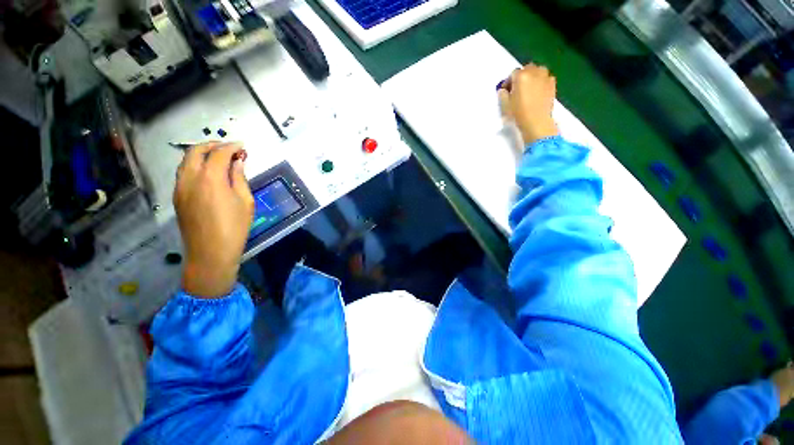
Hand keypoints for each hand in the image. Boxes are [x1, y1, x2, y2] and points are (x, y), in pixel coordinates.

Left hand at [174, 142, 254, 297]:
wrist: (210, 252)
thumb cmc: (235, 227)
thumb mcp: (245, 202)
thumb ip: (240, 178)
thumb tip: (238, 162)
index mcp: (211, 178)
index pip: (219, 153)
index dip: (231, 146)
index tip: (242, 146)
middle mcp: (191, 177)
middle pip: (196, 151)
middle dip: (213, 145)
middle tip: (229, 148)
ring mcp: (180, 187)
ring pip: (186, 161)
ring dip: (201, 154)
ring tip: (218, 158)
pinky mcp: (177, 196)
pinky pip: (184, 173)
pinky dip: (195, 166)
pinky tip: (208, 174)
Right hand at [498, 63, 559, 145]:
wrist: (537, 122)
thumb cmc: (518, 113)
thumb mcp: (505, 105)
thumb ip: (502, 94)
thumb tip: (504, 90)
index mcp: (521, 76)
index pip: (512, 73)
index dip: (508, 82)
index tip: (506, 91)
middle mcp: (534, 72)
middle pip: (526, 69)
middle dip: (521, 76)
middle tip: (517, 88)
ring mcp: (545, 77)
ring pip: (538, 71)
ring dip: (532, 76)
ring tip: (529, 88)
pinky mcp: (552, 84)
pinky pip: (545, 78)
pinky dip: (541, 81)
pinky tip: (537, 91)